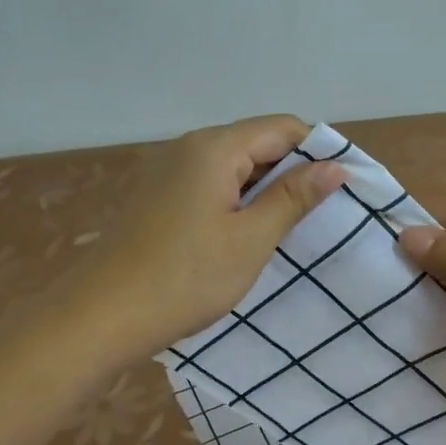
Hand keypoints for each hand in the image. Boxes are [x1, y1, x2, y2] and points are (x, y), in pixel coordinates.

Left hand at [66, 115, 345, 362]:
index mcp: (214, 148)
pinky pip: (211, 186)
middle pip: (257, 143)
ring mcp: (168, 172)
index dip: (318, 152)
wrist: (102, 316)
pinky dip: (237, 203)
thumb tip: (335, 167)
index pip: (282, 128)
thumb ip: (293, 197)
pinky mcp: (158, 197)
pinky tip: (247, 236)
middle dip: (293, 172)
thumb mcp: (250, 239)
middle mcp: (189, 147)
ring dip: (265, 191)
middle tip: (323, 215)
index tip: (344, 189)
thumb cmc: (185, 278)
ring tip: (291, 229)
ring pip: (234, 167)